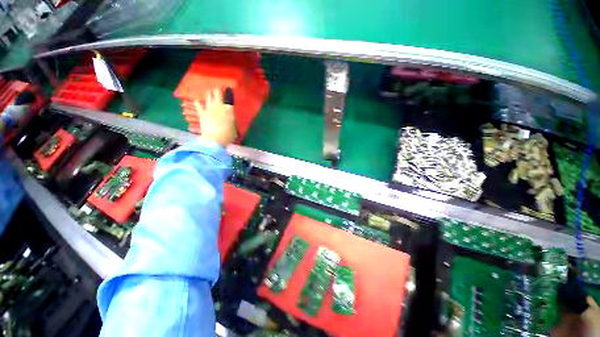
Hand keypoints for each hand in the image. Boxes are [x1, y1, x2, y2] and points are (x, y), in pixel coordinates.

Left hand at [194, 88, 236, 147]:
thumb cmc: (228, 135)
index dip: (228, 92)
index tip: (228, 89)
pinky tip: (197, 101)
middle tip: (217, 89)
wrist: (215, 139)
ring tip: (209, 92)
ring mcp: (209, 108)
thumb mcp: (234, 128)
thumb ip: (232, 121)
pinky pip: (198, 105)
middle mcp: (219, 106)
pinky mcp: (202, 113)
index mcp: (229, 110)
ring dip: (209, 93)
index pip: (229, 98)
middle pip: (217, 93)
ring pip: (208, 96)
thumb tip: (231, 119)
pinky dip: (198, 102)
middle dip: (217, 90)